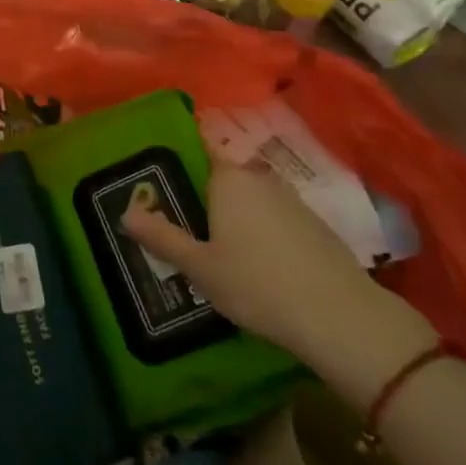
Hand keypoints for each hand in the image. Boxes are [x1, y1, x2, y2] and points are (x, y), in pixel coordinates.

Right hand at [122, 163, 435, 392]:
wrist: (339, 317)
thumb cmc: (257, 284)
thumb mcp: (200, 266)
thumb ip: (162, 237)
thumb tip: (126, 213)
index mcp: (228, 177)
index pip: (199, 148)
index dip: (180, 159)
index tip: (162, 178)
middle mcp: (259, 177)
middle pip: (223, 176)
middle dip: (203, 194)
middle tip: (182, 222)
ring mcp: (291, 200)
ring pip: (250, 198)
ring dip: (234, 215)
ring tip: (214, 246)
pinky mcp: (314, 225)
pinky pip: (274, 217)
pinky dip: (260, 230)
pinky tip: (255, 262)